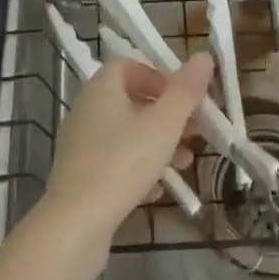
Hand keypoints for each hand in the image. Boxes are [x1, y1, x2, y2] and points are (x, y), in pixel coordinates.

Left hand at [42, 54, 213, 242]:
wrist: (75, 224)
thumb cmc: (123, 162)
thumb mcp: (164, 124)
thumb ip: (186, 91)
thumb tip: (203, 55)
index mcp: (101, 88)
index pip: (129, 66)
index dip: (158, 77)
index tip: (183, 97)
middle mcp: (87, 109)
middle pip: (131, 101)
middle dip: (166, 115)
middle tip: (194, 132)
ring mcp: (81, 144)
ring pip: (126, 134)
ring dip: (157, 144)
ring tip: (185, 163)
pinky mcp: (80, 176)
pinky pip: (115, 162)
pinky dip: (139, 169)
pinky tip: (159, 190)